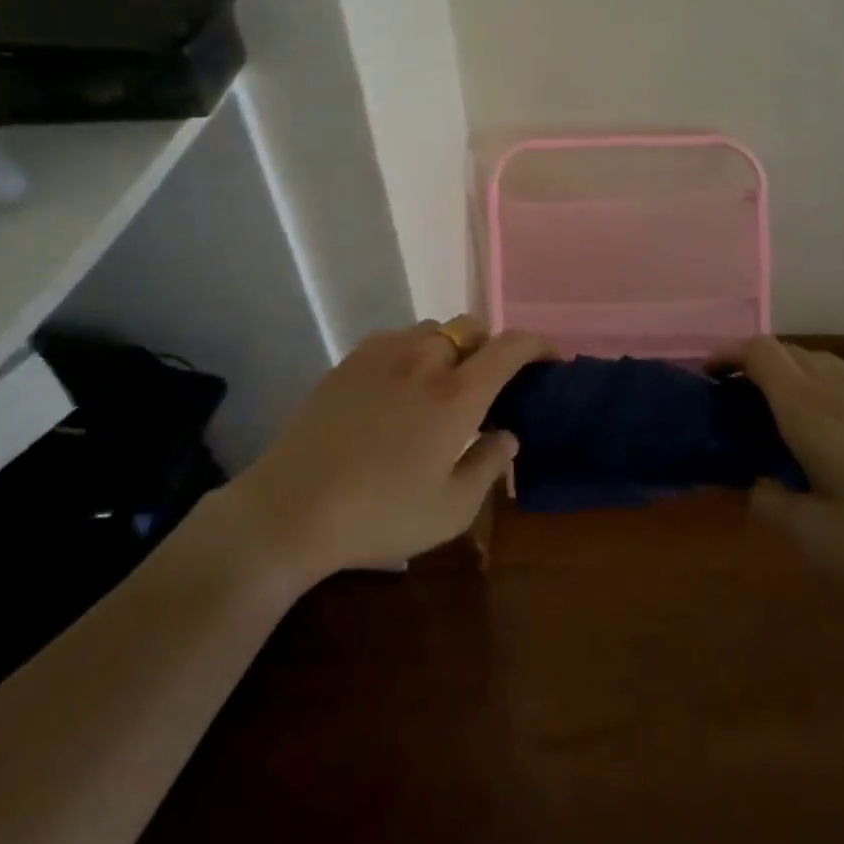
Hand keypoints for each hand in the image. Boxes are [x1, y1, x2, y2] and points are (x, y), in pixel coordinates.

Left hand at [227, 317, 552, 584]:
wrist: (291, 508)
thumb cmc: (379, 516)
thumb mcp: (450, 510)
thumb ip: (488, 466)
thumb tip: (508, 434)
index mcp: (456, 395)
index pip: (509, 348)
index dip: (538, 344)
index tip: (552, 357)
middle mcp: (423, 361)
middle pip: (469, 328)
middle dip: (489, 346)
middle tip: (488, 383)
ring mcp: (382, 354)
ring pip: (431, 329)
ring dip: (449, 348)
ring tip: (441, 385)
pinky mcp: (349, 361)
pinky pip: (395, 339)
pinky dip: (412, 352)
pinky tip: (399, 387)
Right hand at [730, 337, 843, 596]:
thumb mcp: (820, 539)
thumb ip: (775, 507)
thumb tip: (759, 487)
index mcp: (809, 409)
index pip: (759, 352)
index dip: (727, 355)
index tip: (709, 379)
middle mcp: (838, 388)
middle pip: (786, 351)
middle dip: (753, 367)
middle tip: (739, 406)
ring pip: (818, 362)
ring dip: (789, 376)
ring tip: (781, 420)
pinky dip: (821, 390)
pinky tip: (833, 437)